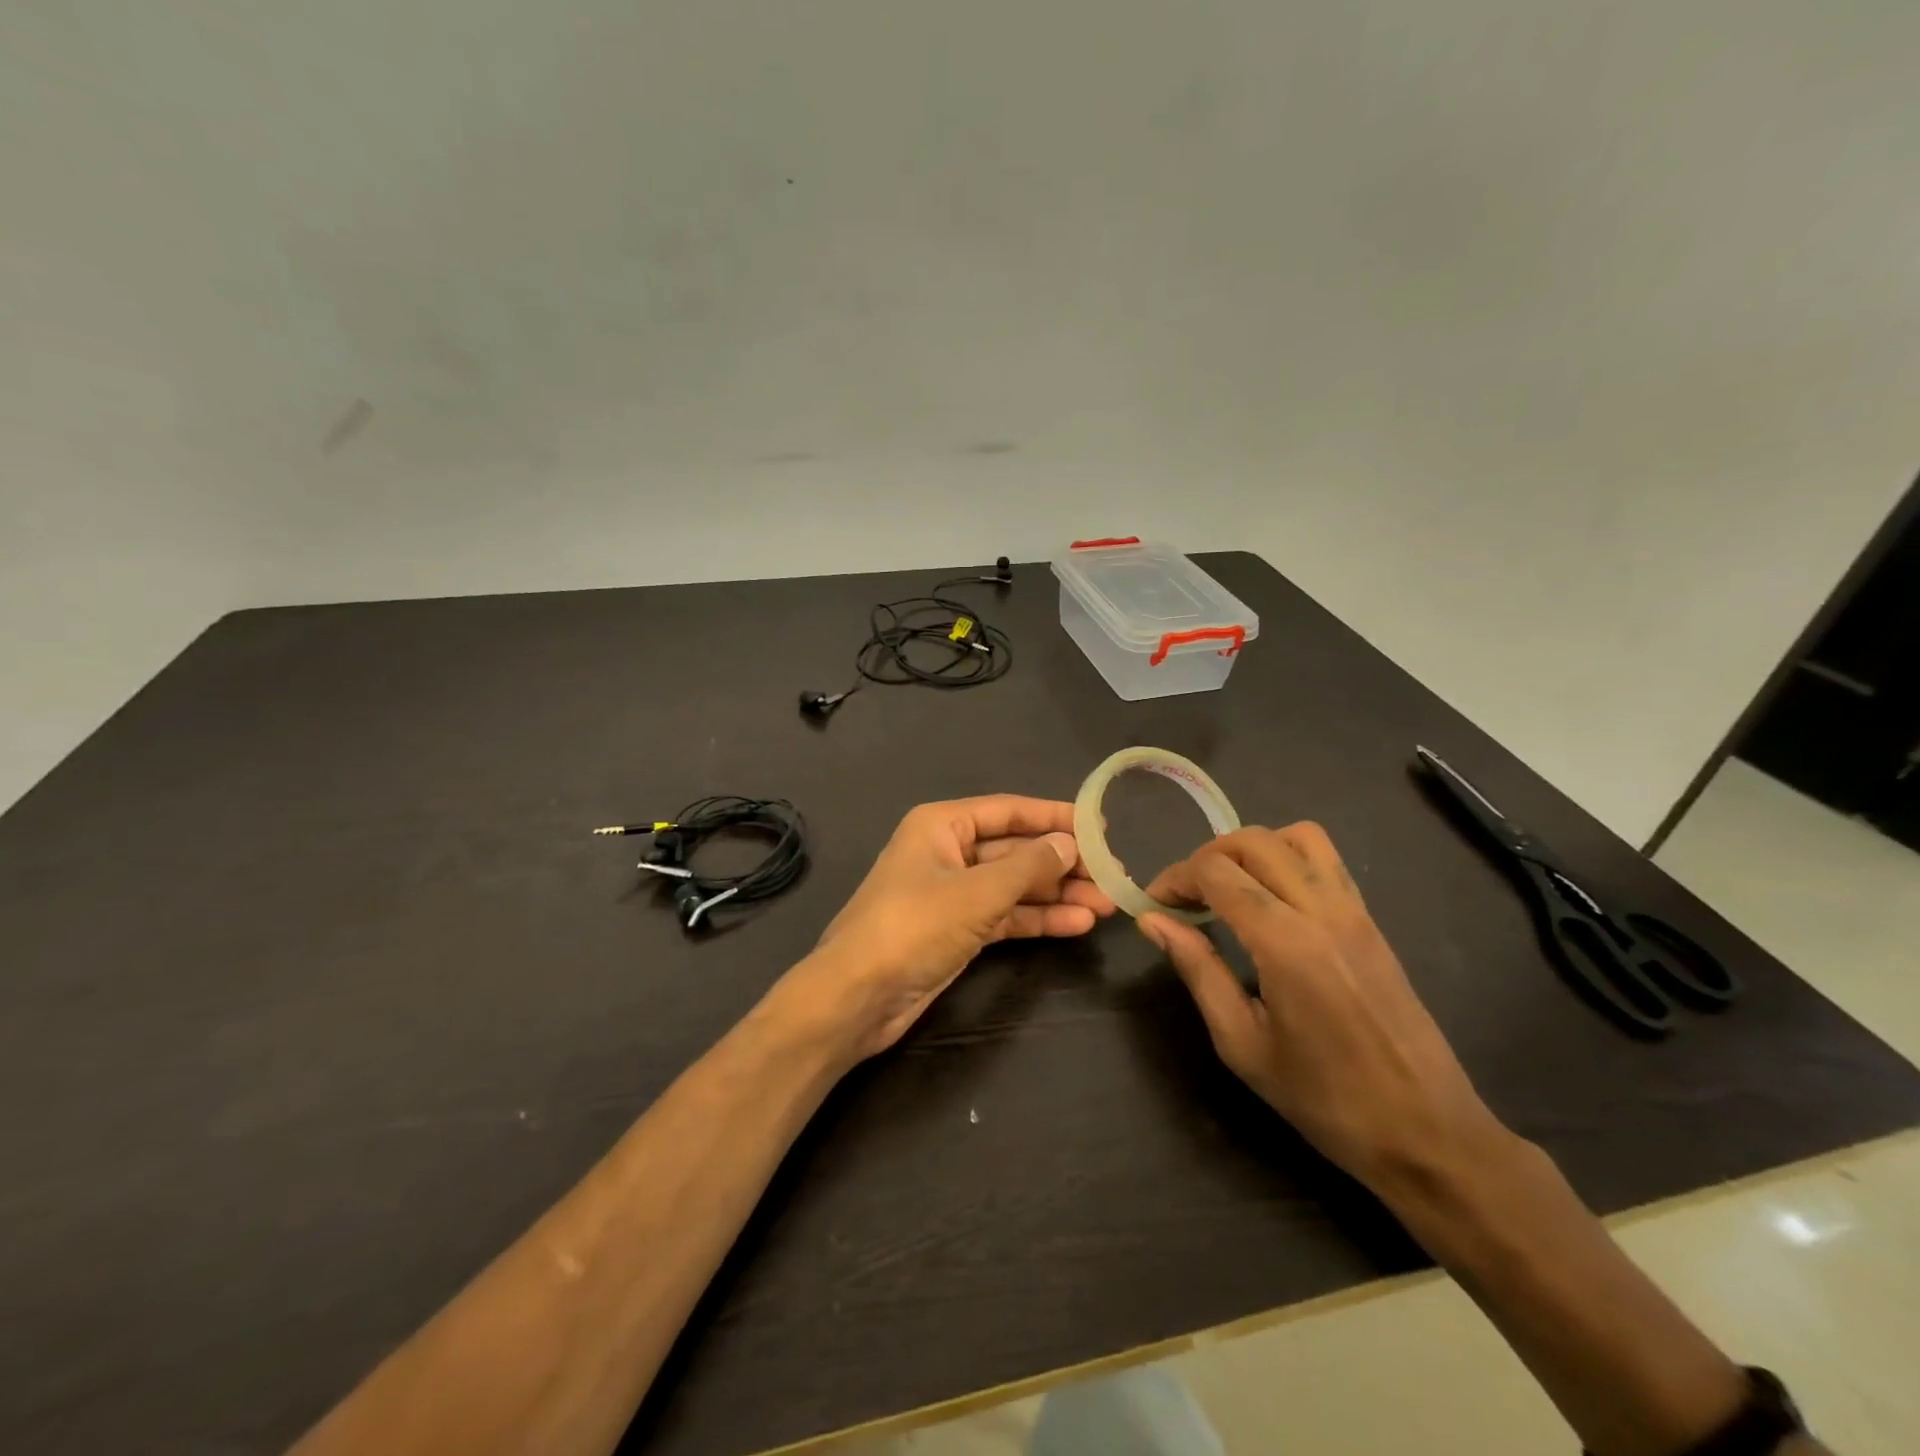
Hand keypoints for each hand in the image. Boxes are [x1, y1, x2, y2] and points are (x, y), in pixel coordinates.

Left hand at [785, 796, 1116, 1060]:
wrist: (857, 996)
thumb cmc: (913, 926)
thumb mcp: (977, 893)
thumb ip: (1028, 866)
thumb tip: (1068, 843)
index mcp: (942, 825)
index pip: (1009, 811)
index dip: (1055, 817)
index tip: (1100, 826)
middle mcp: (948, 852)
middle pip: (1015, 850)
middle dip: (1062, 863)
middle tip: (1112, 874)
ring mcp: (953, 894)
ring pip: (1014, 886)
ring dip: (1057, 894)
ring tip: (1107, 904)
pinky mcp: (957, 931)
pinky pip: (1005, 916)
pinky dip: (1037, 919)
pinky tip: (1077, 924)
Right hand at [1140, 824, 1501, 1191]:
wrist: (1427, 1132)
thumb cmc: (1324, 1099)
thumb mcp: (1242, 1043)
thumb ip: (1197, 970)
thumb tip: (1152, 921)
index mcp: (1286, 943)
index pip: (1217, 872)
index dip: (1175, 878)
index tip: (1154, 904)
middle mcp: (1322, 910)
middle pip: (1253, 841)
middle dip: (1206, 857)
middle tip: (1185, 897)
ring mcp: (1354, 910)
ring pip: (1296, 836)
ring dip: (1251, 849)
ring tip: (1229, 888)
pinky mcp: (1371, 920)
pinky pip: (1325, 860)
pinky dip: (1286, 858)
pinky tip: (1270, 900)